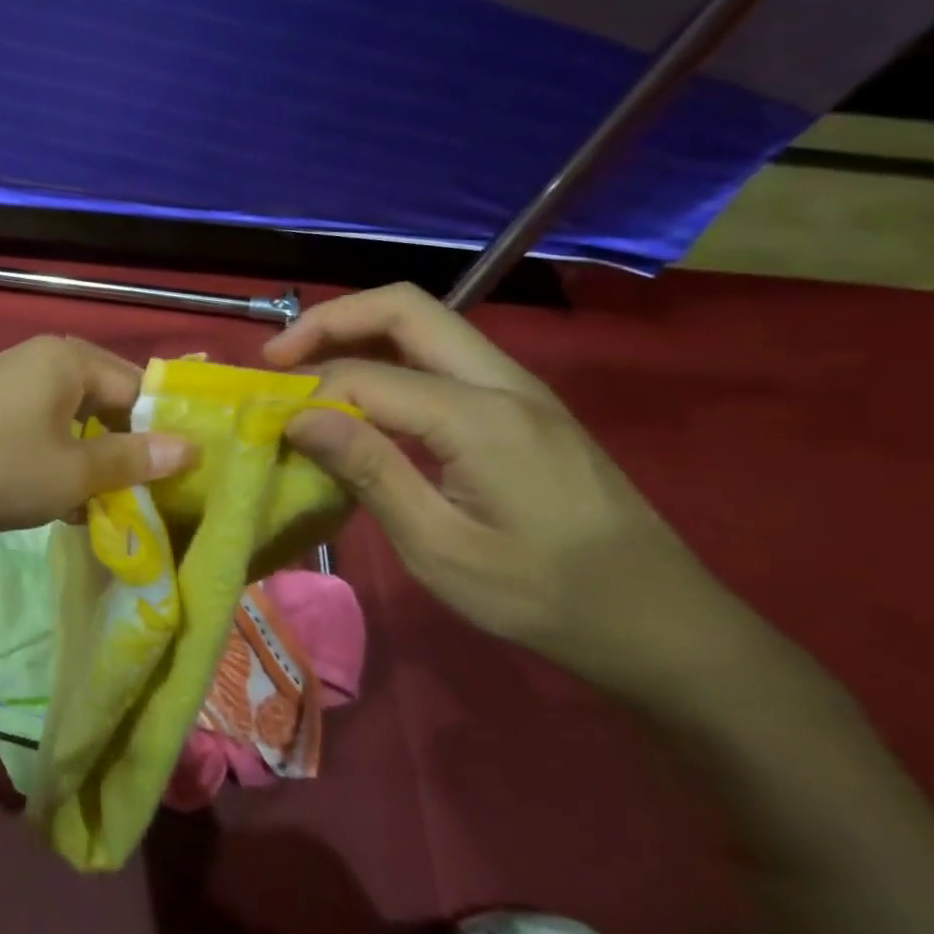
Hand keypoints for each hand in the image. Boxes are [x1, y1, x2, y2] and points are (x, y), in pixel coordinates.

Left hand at [0, 336, 194, 555]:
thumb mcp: (72, 472)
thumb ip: (133, 459)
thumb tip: (191, 448)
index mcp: (67, 358)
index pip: (138, 387)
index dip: (165, 431)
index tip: (190, 477)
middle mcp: (40, 363)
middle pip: (106, 405)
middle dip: (129, 453)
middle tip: (156, 500)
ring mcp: (9, 391)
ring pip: (74, 427)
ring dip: (95, 467)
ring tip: (118, 512)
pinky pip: (41, 439)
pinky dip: (60, 469)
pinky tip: (71, 510)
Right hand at [264, 284, 743, 693]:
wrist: (665, 626)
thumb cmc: (545, 597)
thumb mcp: (441, 548)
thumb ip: (368, 471)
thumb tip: (299, 415)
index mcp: (481, 417)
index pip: (368, 374)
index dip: (308, 392)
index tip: (268, 425)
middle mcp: (503, 381)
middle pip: (404, 307)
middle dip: (330, 320)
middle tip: (275, 357)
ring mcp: (520, 388)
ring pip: (426, 323)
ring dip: (359, 333)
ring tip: (306, 370)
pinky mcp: (523, 405)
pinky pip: (443, 355)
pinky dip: (389, 357)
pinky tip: (363, 399)